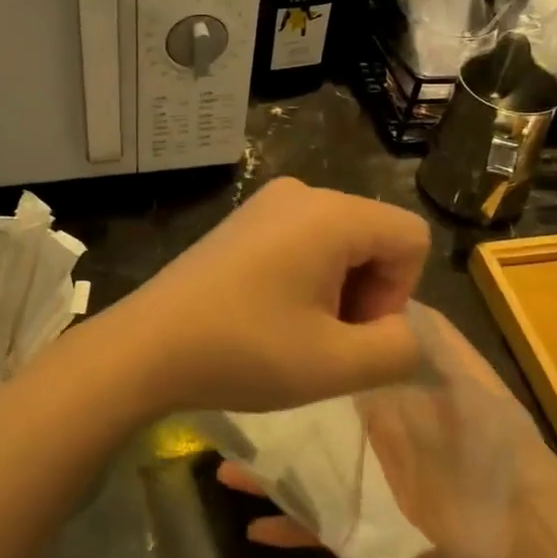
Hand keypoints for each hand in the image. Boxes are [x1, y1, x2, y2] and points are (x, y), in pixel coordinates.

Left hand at [82, 177, 430, 416]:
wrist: (146, 346)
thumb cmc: (244, 351)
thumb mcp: (336, 364)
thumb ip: (398, 348)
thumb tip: (404, 332)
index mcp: (331, 213)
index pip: (410, 237)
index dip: (399, 294)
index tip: (353, 333)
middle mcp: (302, 192)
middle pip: (374, 237)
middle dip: (367, 294)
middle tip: (325, 342)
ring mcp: (266, 203)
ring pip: (339, 243)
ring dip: (336, 292)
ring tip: (296, 334)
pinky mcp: (243, 222)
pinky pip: (303, 242)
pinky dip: (306, 280)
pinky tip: (270, 317)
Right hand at [219, 307, 546, 557]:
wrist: (527, 529)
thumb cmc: (486, 439)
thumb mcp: (457, 372)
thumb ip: (422, 337)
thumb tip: (374, 292)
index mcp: (390, 387)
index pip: (339, 355)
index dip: (306, 340)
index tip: (264, 326)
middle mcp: (373, 426)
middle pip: (312, 411)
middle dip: (273, 406)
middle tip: (226, 398)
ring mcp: (370, 474)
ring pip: (307, 465)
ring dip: (267, 467)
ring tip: (223, 465)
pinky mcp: (371, 521)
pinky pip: (321, 522)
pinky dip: (289, 523)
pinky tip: (252, 523)